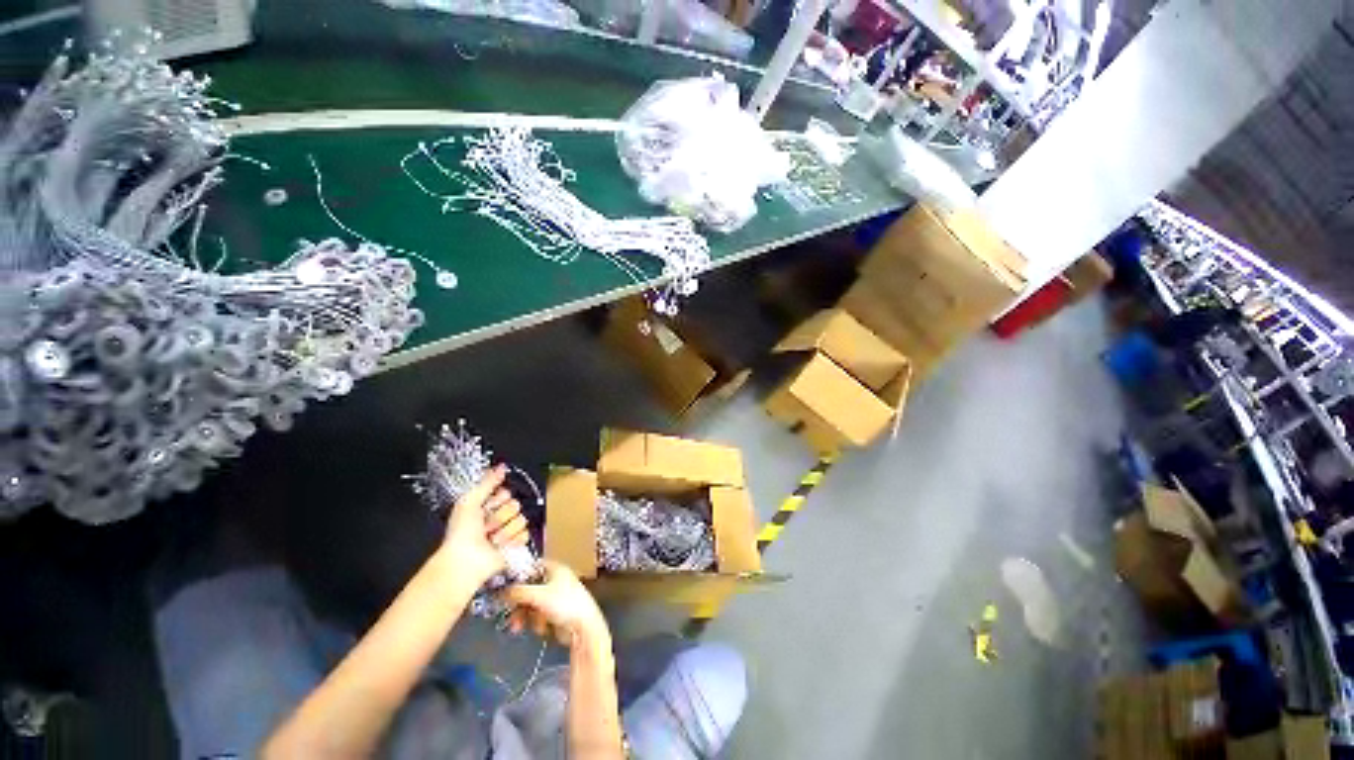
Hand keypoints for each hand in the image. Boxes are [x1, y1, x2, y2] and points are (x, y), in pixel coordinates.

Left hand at [437, 465, 529, 587]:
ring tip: (491, 539)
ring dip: (505, 530)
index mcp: (485, 507)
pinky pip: (525, 534)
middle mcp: (497, 519)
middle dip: (501, 515)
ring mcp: (506, 532)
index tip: (486, 506)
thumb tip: (502, 466)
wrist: (465, 562)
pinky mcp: (514, 546)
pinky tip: (500, 546)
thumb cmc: (461, 533)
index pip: (506, 493)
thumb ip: (488, 482)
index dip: (498, 499)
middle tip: (487, 526)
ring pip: (521, 519)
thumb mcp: (469, 501)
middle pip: (515, 505)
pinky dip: (512, 540)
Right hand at [499, 561, 609, 648]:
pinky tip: (540, 629)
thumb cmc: (564, 604)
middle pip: (529, 588)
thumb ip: (519, 592)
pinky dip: (536, 622)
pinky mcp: (555, 612)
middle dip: (518, 604)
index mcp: (555, 569)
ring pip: (531, 604)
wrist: (584, 627)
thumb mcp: (538, 595)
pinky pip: (538, 615)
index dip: (518, 576)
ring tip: (519, 628)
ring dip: (524, 616)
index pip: (532, 567)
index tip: (503, 587)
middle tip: (509, 614)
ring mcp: (555, 597)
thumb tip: (502, 591)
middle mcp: (555, 580)